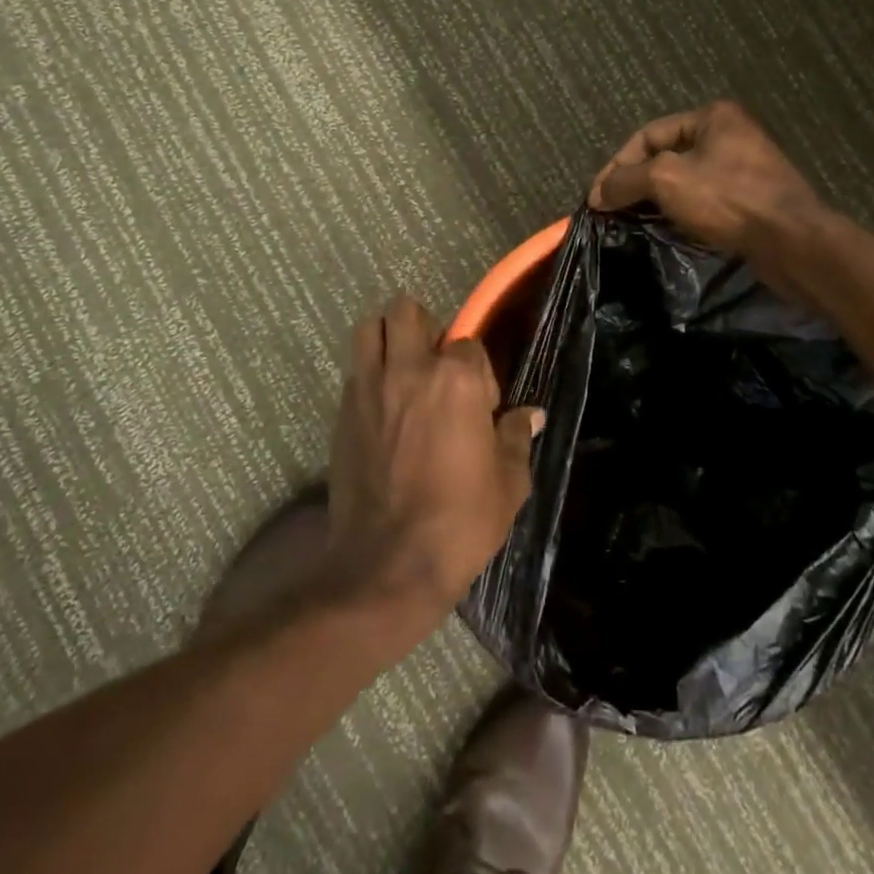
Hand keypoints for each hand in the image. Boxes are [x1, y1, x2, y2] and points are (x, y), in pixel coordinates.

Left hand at [324, 295, 543, 630]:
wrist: (388, 563)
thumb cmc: (460, 522)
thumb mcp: (508, 483)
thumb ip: (517, 437)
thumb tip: (531, 414)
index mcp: (456, 379)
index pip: (468, 343)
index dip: (478, 371)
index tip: (482, 406)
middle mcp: (409, 369)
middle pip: (406, 310)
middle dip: (424, 328)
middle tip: (435, 365)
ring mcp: (368, 386)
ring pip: (369, 327)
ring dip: (387, 337)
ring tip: (402, 370)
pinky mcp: (342, 410)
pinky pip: (355, 370)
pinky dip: (369, 374)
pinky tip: (382, 408)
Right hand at [588, 100, 827, 260]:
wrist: (792, 241)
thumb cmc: (727, 199)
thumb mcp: (666, 179)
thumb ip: (626, 181)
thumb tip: (597, 195)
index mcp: (712, 117)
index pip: (647, 134)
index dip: (617, 165)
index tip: (597, 198)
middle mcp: (730, 134)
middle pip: (665, 156)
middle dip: (635, 183)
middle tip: (611, 211)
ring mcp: (744, 167)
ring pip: (684, 180)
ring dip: (655, 200)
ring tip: (632, 222)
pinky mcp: (751, 199)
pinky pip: (704, 200)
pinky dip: (680, 212)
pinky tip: (666, 230)